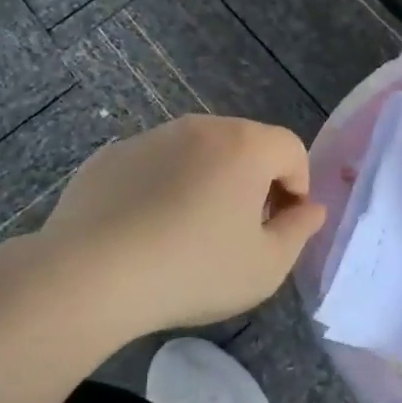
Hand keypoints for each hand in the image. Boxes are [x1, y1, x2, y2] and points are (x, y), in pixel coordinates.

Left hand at [42, 115, 326, 332]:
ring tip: (189, 233)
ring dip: (207, 182)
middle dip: (254, 182)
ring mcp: (151, 136)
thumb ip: (299, 232)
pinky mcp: (112, 155)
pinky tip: (145, 230)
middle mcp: (200, 127)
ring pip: (197, 153)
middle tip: (240, 232)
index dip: (297, 187)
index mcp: (244, 145)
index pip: (291, 149)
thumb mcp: (265, 267)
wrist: (90, 275)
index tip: (281, 227)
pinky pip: (154, 165)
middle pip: (245, 145)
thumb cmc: (192, 270)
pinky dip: (162, 187)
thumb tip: (311, 209)